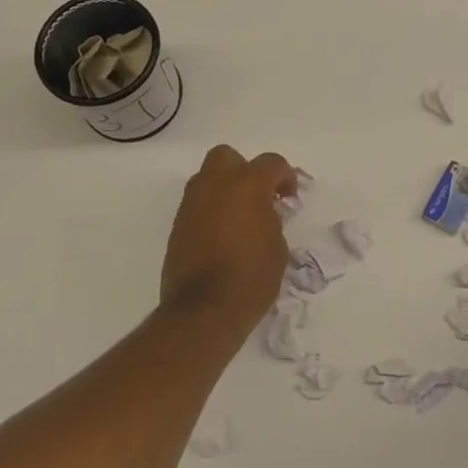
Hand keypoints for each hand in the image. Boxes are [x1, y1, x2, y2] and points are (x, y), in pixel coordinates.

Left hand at [159, 145, 298, 330]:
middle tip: (259, 196)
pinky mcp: (178, 225)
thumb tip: (263, 214)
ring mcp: (192, 203)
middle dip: (244, 170)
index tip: (290, 196)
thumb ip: (271, 219)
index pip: (271, 163)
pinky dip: (211, 210)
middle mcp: (215, 185)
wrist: (203, 310)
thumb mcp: (277, 247)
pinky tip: (222, 234)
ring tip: (240, 216)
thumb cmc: (251, 278)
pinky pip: (197, 204)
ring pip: (207, 178)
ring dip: (225, 189)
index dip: (285, 176)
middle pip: (228, 157)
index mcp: (247, 185)